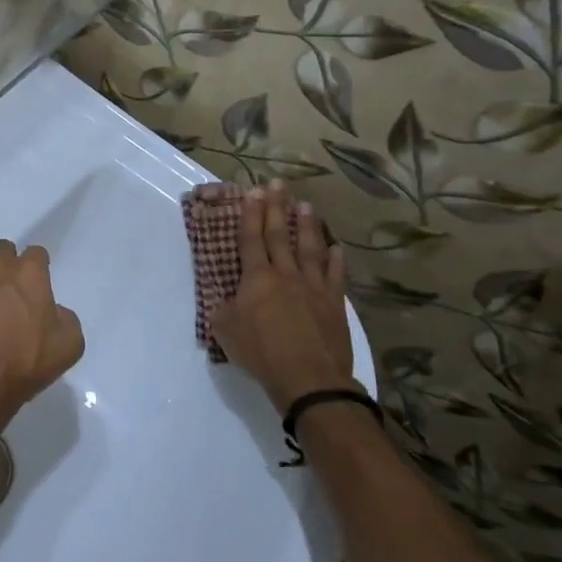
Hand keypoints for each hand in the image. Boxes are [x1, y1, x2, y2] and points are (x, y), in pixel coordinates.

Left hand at [0, 229, 84, 441]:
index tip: (33, 291)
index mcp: (28, 273)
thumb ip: (65, 319)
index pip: (37, 254)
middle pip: (1, 249)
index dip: (36, 271)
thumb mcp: (67, 348)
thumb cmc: (20, 367)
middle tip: (2, 293)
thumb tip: (52, 312)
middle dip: (4, 265)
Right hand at [208, 182, 356, 416]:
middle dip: (276, 208)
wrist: (308, 377)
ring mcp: (313, 287)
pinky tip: (337, 248)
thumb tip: (226, 299)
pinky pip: (335, 275)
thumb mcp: (225, 330)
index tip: (253, 191)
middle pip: (279, 235)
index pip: (251, 238)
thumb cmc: (261, 352)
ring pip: (309, 248)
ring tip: (305, 205)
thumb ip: (224, 309)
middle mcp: (285, 274)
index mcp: (256, 278)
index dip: (251, 214)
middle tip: (277, 184)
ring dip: (306, 225)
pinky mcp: (334, 303)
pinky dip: (335, 260)